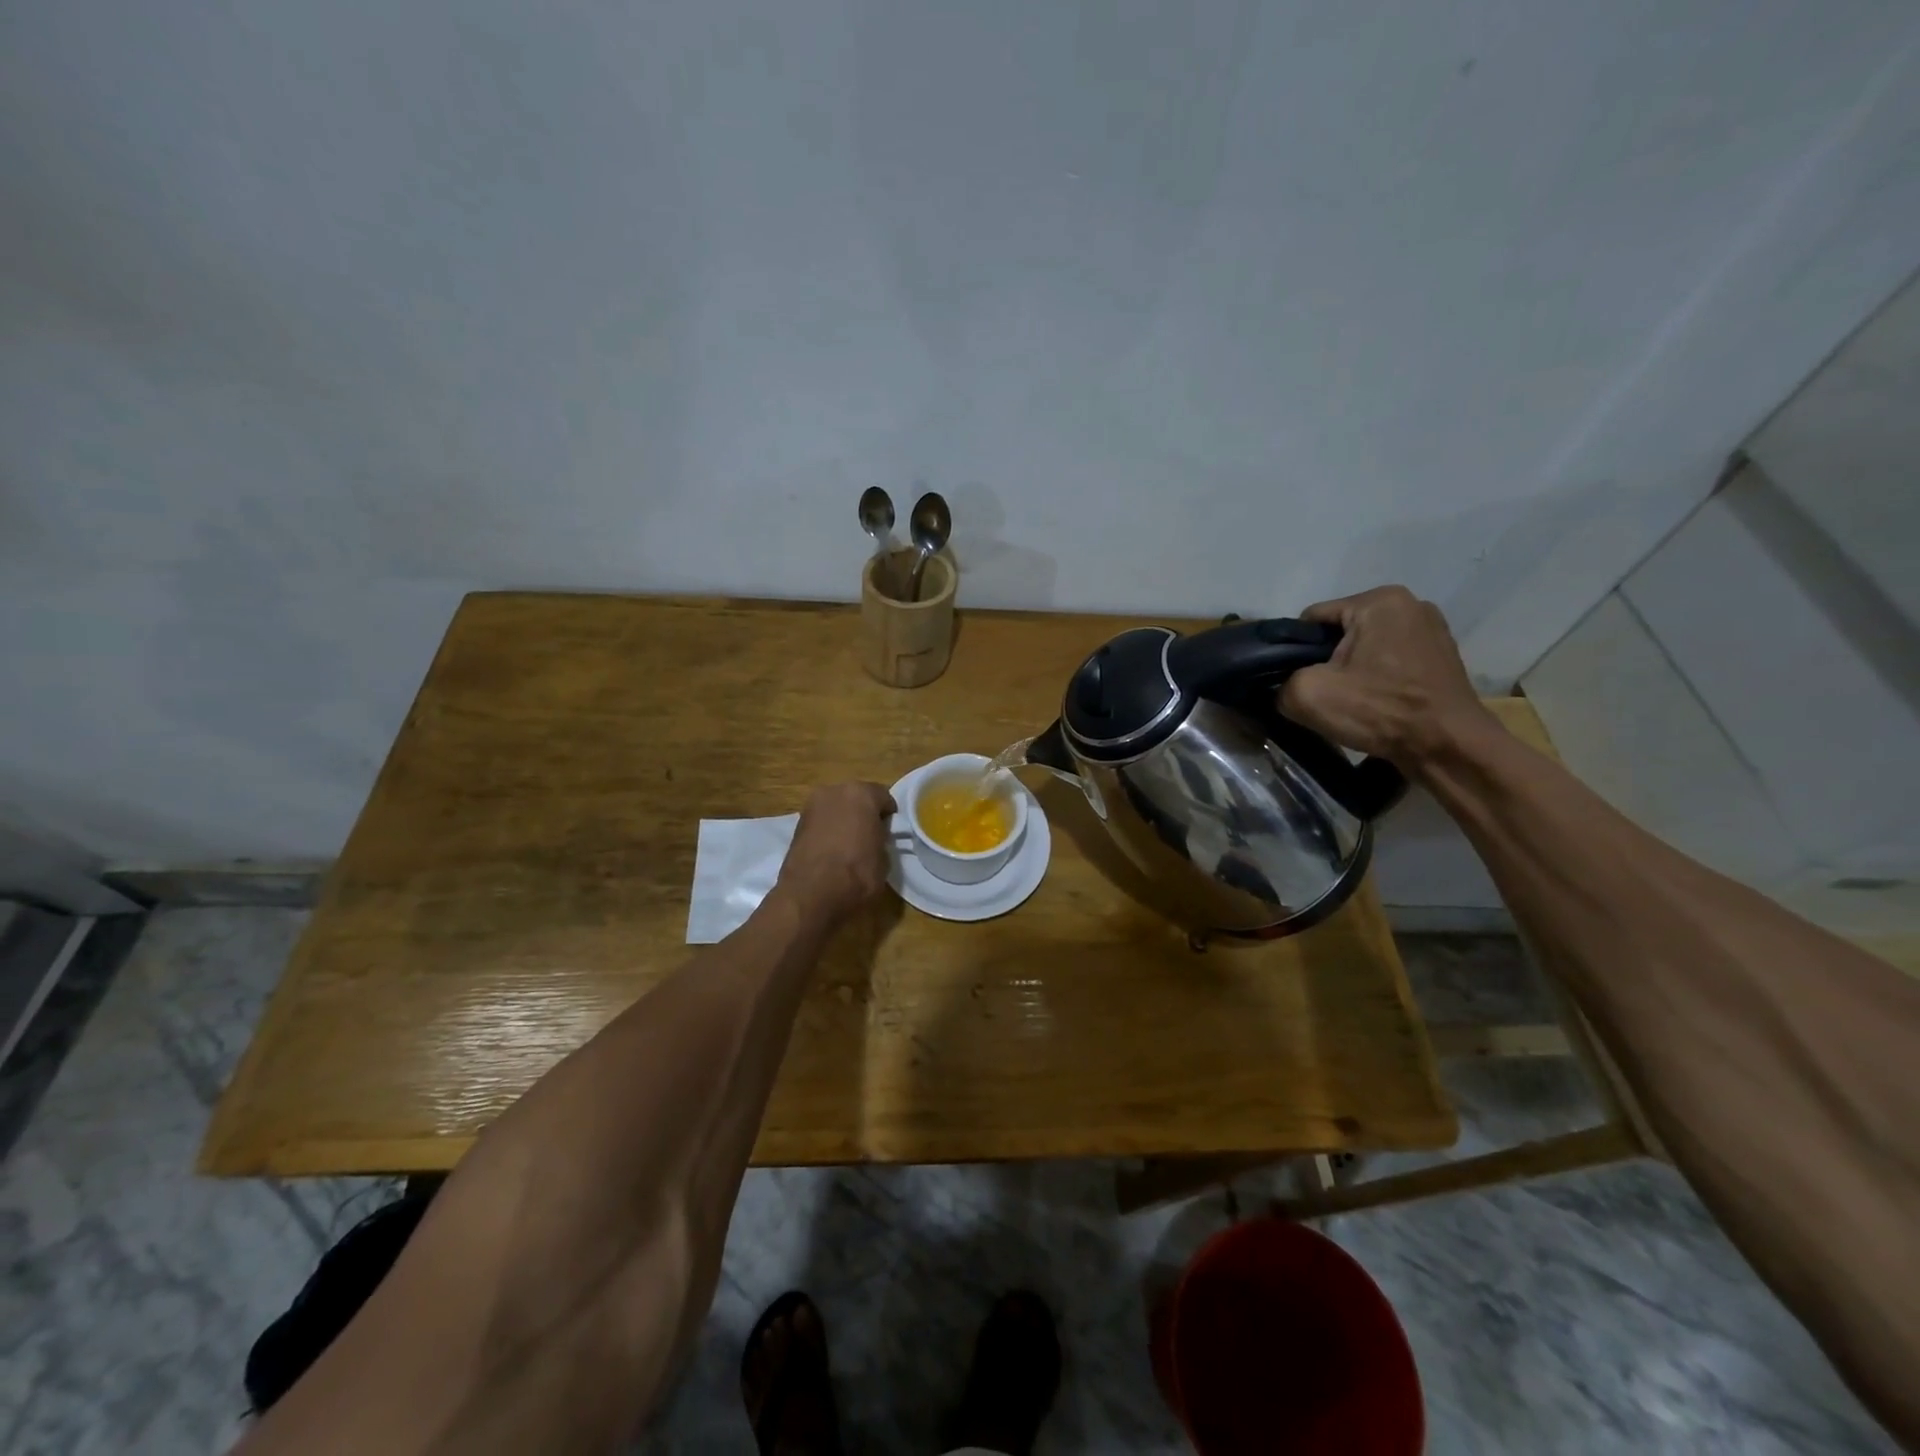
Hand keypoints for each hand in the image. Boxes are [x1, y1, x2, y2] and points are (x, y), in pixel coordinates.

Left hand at [775, 781, 896, 923]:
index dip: (889, 815)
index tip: (890, 832)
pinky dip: (827, 831)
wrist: (810, 894)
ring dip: (843, 821)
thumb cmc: (856, 874)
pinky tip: (831, 851)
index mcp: (861, 794)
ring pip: (836, 808)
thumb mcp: (884, 859)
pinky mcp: (796, 824)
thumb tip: (874, 839)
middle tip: (870, 836)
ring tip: (848, 846)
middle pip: (856, 798)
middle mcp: (834, 791)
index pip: (883, 797)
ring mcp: (812, 806)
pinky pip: (821, 822)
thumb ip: (881, 839)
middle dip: (863, 813)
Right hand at [1278, 586, 1498, 773]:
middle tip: (1324, 695)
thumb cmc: (1381, 710)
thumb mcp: (1307, 695)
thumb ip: (1282, 682)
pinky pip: (1391, 661)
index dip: (1295, 651)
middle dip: (1326, 660)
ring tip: (1351, 702)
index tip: (1298, 681)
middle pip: (1340, 632)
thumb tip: (1285, 687)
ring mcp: (1432, 629)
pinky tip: (1377, 703)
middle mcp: (1410, 604)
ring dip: (1352, 670)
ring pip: (1366, 648)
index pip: (1312, 620)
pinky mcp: (1443, 655)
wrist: (1449, 747)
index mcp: (1378, 600)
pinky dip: (1378, 678)